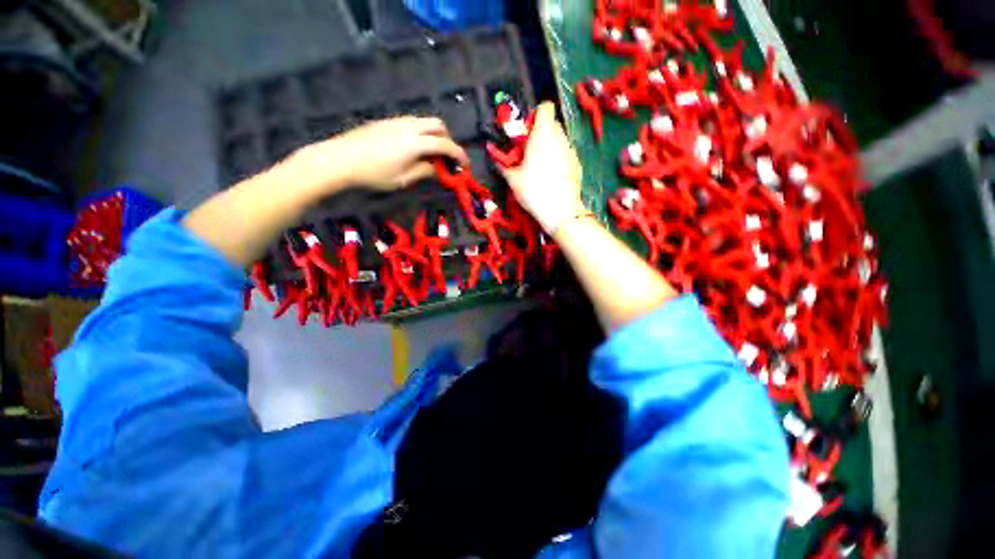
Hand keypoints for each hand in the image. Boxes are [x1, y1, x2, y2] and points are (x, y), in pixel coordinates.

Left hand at [292, 116, 469, 195]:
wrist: (339, 159)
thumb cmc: (373, 174)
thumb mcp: (403, 179)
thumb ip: (424, 172)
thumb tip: (438, 169)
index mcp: (416, 142)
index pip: (445, 145)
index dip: (459, 155)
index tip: (464, 166)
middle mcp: (409, 126)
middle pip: (438, 125)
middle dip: (447, 140)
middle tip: (445, 158)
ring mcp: (396, 121)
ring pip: (424, 122)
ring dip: (433, 136)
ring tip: (429, 156)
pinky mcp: (386, 122)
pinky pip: (411, 124)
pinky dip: (420, 134)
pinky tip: (412, 150)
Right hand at [499, 102, 585, 232]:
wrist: (560, 211)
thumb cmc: (534, 190)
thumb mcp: (513, 179)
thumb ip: (504, 165)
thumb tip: (496, 160)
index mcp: (543, 134)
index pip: (544, 107)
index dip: (534, 115)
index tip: (526, 132)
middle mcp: (559, 137)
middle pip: (551, 124)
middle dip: (539, 134)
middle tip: (528, 152)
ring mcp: (571, 151)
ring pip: (559, 140)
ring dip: (548, 147)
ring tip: (539, 167)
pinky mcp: (577, 164)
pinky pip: (565, 154)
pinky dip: (558, 159)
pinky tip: (551, 177)